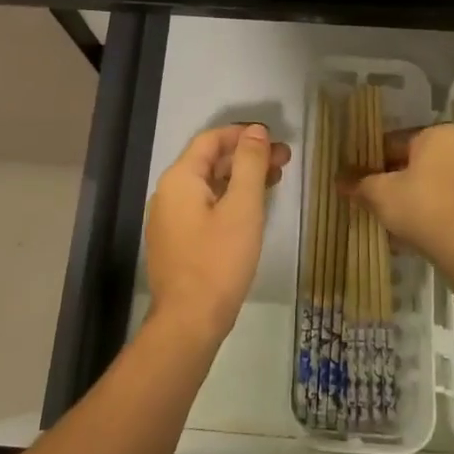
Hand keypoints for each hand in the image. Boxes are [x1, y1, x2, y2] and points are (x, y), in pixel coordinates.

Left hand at [145, 124, 289, 342]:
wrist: (188, 322)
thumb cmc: (219, 260)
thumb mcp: (242, 207)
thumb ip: (249, 163)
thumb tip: (255, 131)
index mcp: (180, 178)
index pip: (211, 140)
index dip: (243, 134)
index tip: (274, 139)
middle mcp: (168, 193)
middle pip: (210, 162)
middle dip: (247, 157)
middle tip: (284, 161)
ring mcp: (169, 219)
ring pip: (208, 186)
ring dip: (240, 178)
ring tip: (275, 181)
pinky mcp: (176, 242)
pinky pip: (204, 207)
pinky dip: (229, 199)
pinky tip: (252, 210)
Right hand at [342, 123, 453, 261]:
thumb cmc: (421, 205)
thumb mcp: (380, 194)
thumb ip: (360, 184)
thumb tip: (339, 181)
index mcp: (438, 134)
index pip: (396, 143)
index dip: (374, 162)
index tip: (362, 180)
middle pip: (420, 162)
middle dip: (399, 180)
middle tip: (378, 200)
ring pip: (438, 182)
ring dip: (419, 196)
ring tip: (398, 219)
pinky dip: (438, 211)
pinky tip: (422, 231)